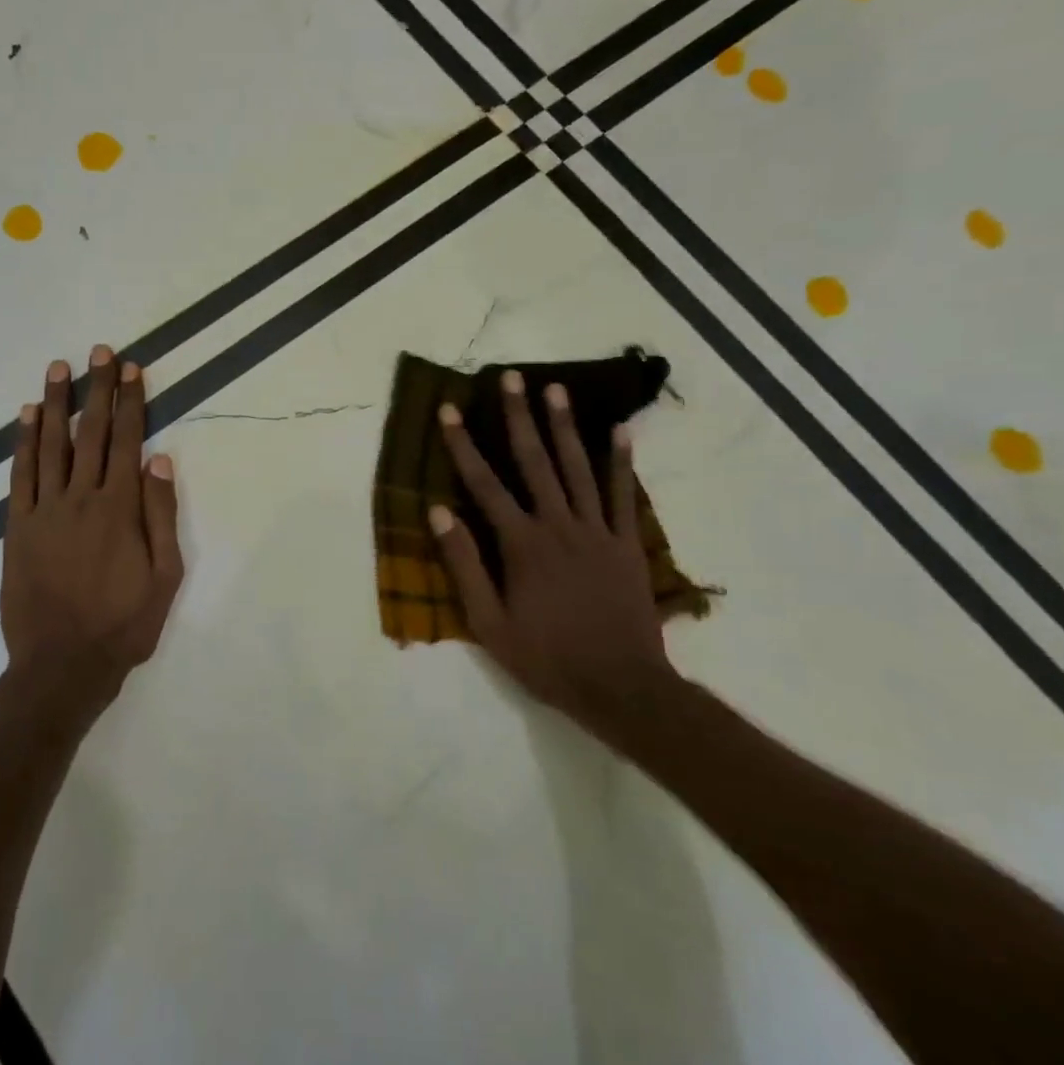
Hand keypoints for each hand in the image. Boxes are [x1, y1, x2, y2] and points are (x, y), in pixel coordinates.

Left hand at [1, 347, 184, 723]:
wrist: (62, 664)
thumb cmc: (124, 624)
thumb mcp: (165, 576)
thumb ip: (162, 516)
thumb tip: (161, 461)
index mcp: (121, 508)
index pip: (128, 441)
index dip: (130, 402)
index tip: (131, 369)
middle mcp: (82, 498)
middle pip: (92, 433)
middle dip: (97, 390)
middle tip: (99, 351)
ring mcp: (45, 510)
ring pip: (51, 445)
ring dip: (56, 404)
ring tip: (59, 368)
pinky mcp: (18, 526)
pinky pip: (21, 475)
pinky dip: (23, 442)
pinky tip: (26, 416)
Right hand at [429, 370, 677, 740]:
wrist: (621, 687)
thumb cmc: (546, 657)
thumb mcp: (489, 623)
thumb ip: (464, 564)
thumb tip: (437, 512)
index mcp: (521, 544)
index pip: (484, 484)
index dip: (464, 445)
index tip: (450, 410)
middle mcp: (558, 525)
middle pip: (534, 461)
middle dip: (519, 417)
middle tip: (511, 378)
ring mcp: (597, 531)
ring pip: (577, 467)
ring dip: (565, 426)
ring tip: (555, 389)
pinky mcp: (626, 543)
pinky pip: (621, 494)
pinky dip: (620, 460)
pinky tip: (618, 430)